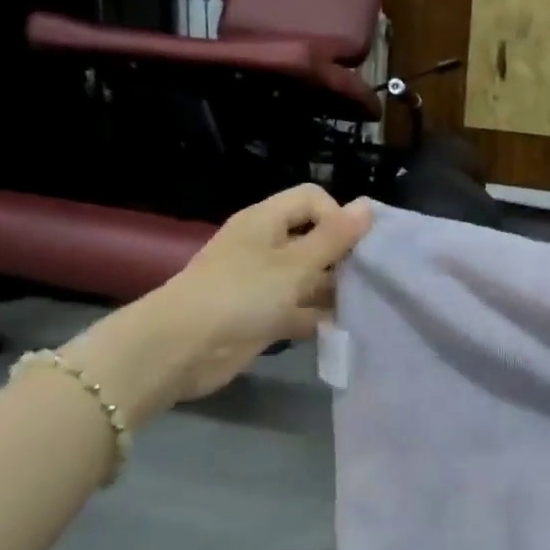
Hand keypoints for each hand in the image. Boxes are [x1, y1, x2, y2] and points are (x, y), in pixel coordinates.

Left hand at [156, 186, 374, 399]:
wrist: (180, 349)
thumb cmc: (241, 294)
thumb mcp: (295, 264)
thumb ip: (334, 237)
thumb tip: (368, 204)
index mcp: (267, 221)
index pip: (312, 200)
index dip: (337, 216)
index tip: (353, 246)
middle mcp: (265, 247)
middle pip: (314, 239)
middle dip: (342, 256)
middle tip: (369, 278)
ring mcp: (262, 284)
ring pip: (309, 278)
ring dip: (333, 290)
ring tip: (363, 305)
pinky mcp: (262, 317)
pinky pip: (298, 310)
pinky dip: (317, 317)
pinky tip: (342, 329)